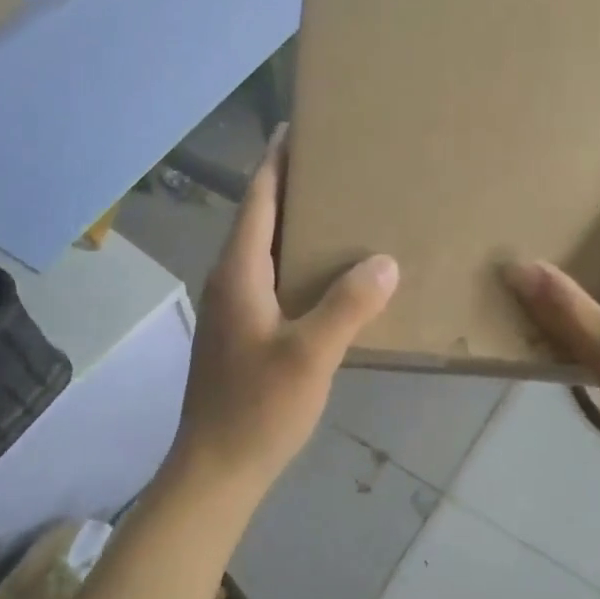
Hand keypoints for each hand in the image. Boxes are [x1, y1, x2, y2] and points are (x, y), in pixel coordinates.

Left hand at [173, 130, 398, 492]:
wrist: (215, 470)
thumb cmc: (257, 409)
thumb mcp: (310, 355)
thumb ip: (348, 306)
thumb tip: (384, 262)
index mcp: (238, 274)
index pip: (257, 200)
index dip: (275, 162)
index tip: (296, 128)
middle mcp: (228, 283)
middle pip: (259, 222)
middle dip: (291, 189)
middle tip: (336, 168)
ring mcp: (231, 312)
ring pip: (264, 255)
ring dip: (295, 230)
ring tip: (338, 216)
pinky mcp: (240, 337)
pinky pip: (270, 284)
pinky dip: (296, 268)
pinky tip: (327, 282)